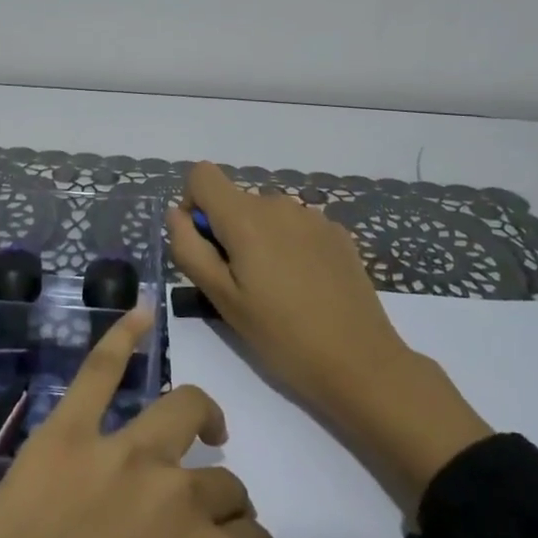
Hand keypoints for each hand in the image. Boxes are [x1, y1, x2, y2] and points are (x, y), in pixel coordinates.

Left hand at [0, 307, 279, 537]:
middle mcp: (178, 494)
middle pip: (223, 483)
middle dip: (223, 505)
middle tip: (194, 533)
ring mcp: (119, 453)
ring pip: (182, 411)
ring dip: (203, 416)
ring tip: (207, 427)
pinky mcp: (64, 434)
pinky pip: (98, 370)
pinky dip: (120, 336)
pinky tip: (137, 311)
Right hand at [167, 163, 492, 510]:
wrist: (360, 361)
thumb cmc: (280, 335)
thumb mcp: (221, 298)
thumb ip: (189, 248)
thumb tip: (177, 214)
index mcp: (245, 217)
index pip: (202, 175)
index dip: (193, 204)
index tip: (205, 246)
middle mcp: (278, 203)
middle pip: (235, 200)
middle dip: (227, 232)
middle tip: (240, 285)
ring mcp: (313, 216)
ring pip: (267, 215)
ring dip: (259, 240)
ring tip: (275, 290)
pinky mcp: (338, 233)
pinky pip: (296, 227)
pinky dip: (289, 246)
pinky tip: (305, 287)